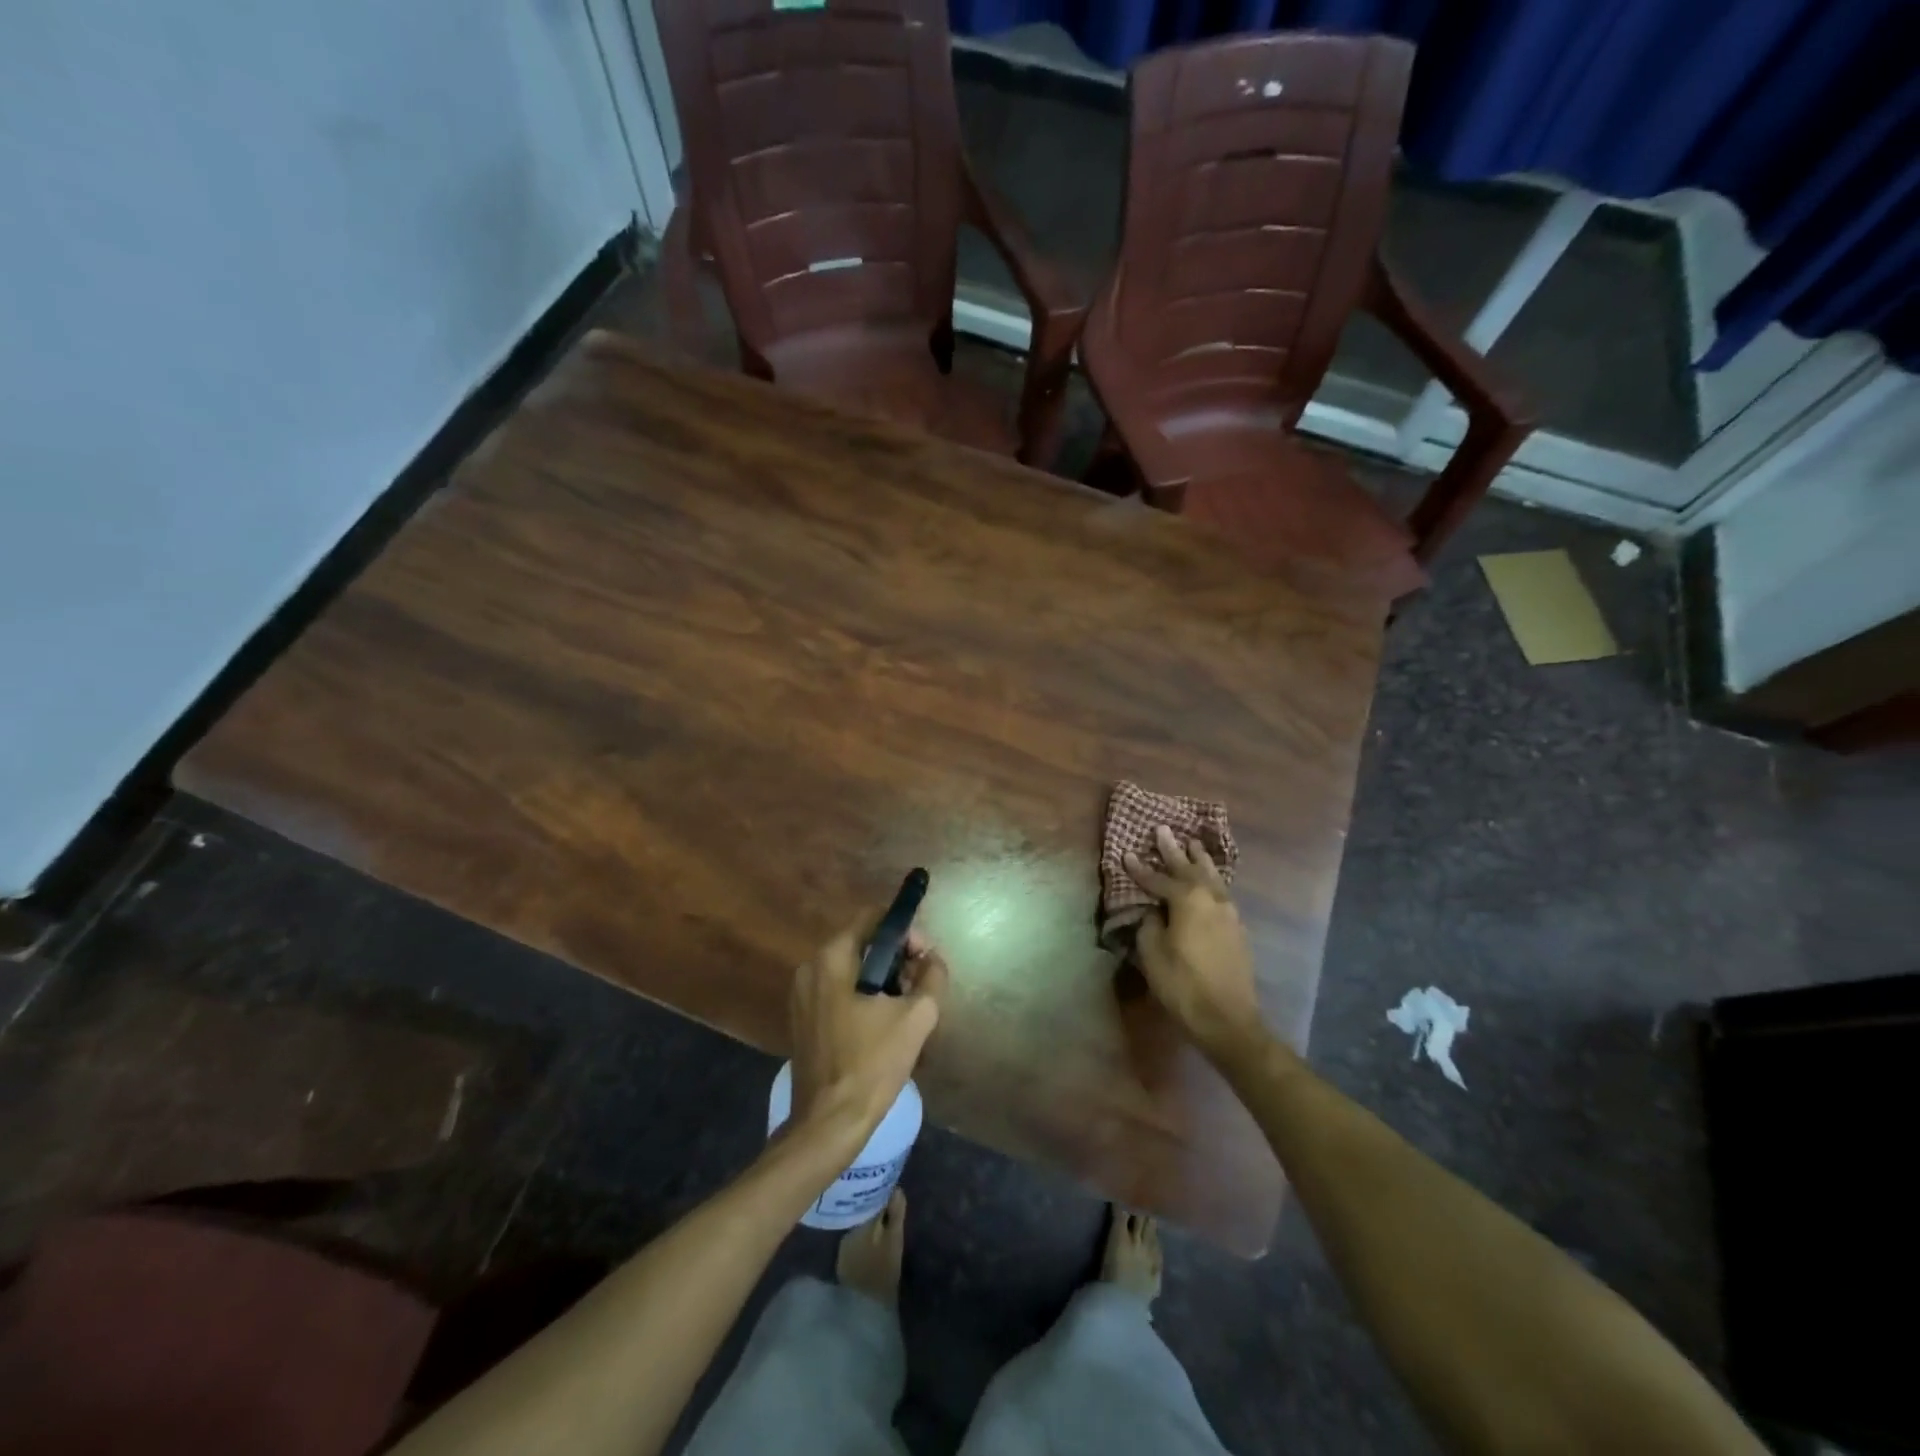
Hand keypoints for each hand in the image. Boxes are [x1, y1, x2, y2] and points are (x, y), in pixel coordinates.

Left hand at [789, 909, 948, 1146]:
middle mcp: (811, 968)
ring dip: (881, 980)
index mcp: (833, 958)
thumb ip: (932, 977)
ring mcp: (801, 995)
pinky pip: (838, 992)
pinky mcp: (802, 1019)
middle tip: (920, 986)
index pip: (873, 918)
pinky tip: (882, 1026)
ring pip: (851, 970)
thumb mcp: (916, 1017)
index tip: (924, 957)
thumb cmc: (872, 1063)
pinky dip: (862, 998)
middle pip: (862, 944)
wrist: (829, 1122)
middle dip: (896, 959)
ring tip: (906, 1009)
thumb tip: (932, 959)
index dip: (905, 931)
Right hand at [1123, 826, 1262, 1058]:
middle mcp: (1211, 898)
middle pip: (1189, 868)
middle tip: (1163, 830)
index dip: (1140, 868)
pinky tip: (1209, 880)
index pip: (1157, 879)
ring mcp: (1228, 913)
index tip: (1127, 853)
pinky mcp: (1237, 928)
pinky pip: (1222, 892)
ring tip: (1192, 844)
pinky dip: (1211, 880)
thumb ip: (1149, 925)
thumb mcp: (1152, 954)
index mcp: (1187, 900)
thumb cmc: (1182, 985)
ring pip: (1212, 877)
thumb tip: (1153, 912)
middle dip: (1173, 850)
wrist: (1228, 1019)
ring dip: (1199, 860)